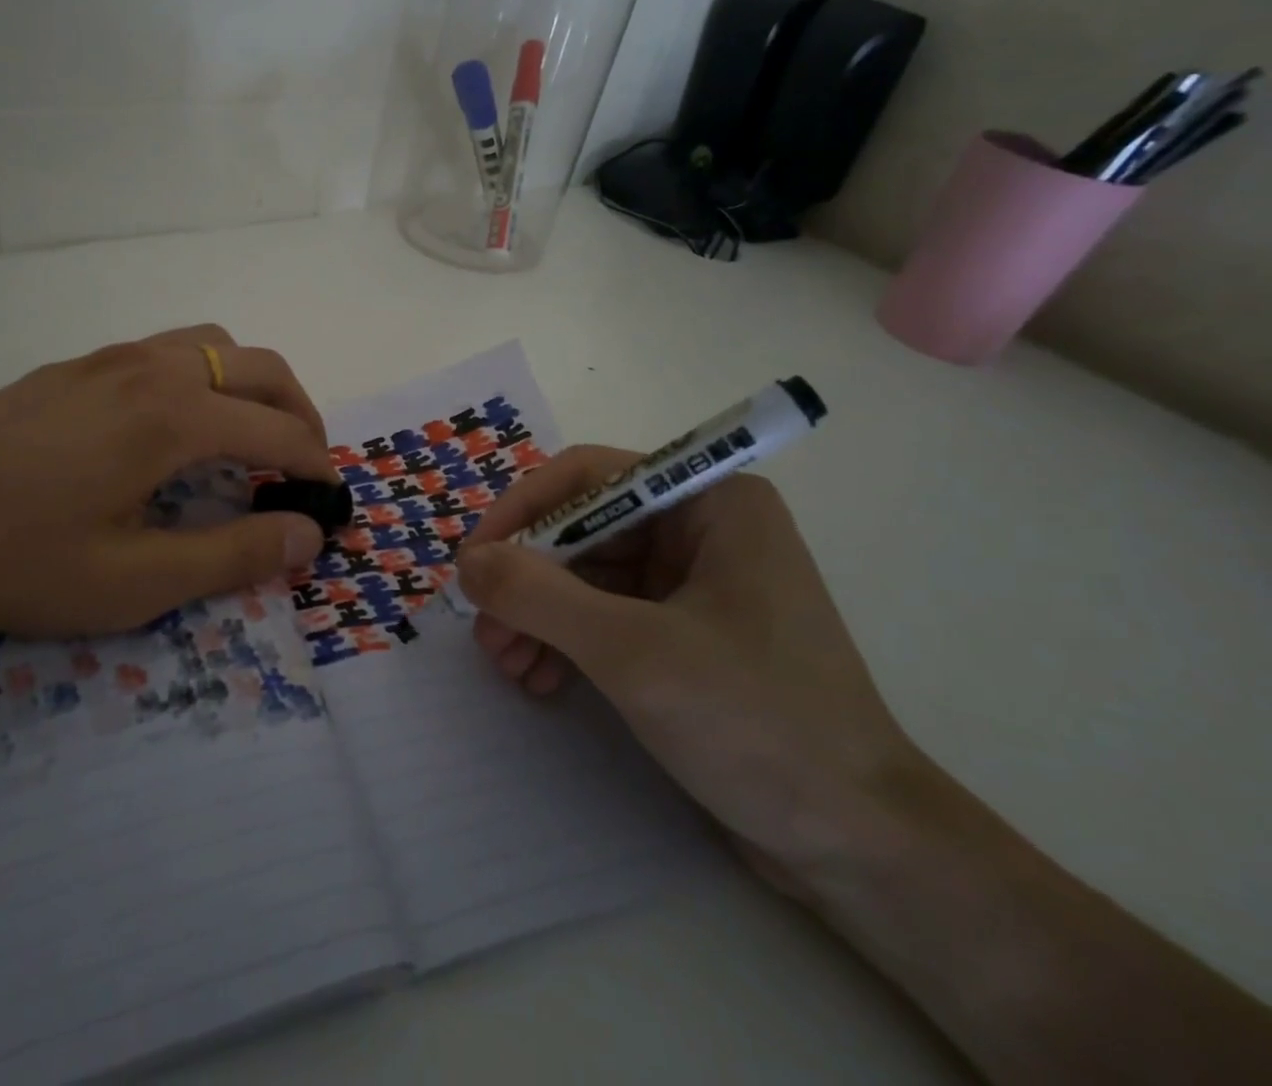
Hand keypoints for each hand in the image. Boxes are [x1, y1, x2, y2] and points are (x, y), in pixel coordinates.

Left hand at [0, 326, 337, 647]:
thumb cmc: (14, 560)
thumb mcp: (133, 581)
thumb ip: (232, 555)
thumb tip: (308, 534)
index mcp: (175, 416)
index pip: (280, 431)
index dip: (317, 466)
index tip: (331, 502)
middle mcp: (152, 368)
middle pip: (259, 367)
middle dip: (299, 411)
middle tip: (304, 465)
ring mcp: (108, 358)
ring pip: (212, 345)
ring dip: (250, 384)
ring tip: (249, 438)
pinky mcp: (74, 366)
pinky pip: (165, 351)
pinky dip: (203, 377)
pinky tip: (175, 427)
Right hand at [456, 447, 924, 893]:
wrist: (858, 846)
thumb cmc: (755, 723)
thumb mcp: (631, 651)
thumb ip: (537, 595)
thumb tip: (466, 562)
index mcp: (710, 502)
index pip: (588, 477)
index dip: (523, 511)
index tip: (474, 561)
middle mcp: (702, 528)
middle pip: (583, 530)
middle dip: (528, 580)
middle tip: (485, 630)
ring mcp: (696, 582)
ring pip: (588, 576)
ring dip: (539, 615)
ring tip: (506, 664)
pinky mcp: (686, 632)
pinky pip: (606, 615)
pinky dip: (566, 641)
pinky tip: (539, 679)